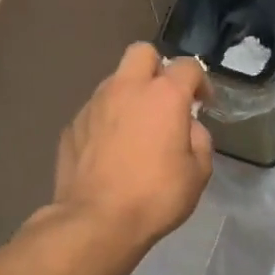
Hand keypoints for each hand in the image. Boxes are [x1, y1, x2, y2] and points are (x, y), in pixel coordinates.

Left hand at [52, 43, 214, 253]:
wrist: (97, 221)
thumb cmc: (156, 196)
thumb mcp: (198, 172)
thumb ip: (199, 139)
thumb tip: (187, 127)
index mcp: (163, 95)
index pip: (187, 66)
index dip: (200, 82)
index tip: (203, 104)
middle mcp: (126, 88)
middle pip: (142, 53)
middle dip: (157, 68)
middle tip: (165, 100)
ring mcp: (93, 104)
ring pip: (114, 81)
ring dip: (129, 95)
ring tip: (136, 129)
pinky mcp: (71, 126)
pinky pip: (95, 111)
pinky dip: (107, 121)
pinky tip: (111, 150)